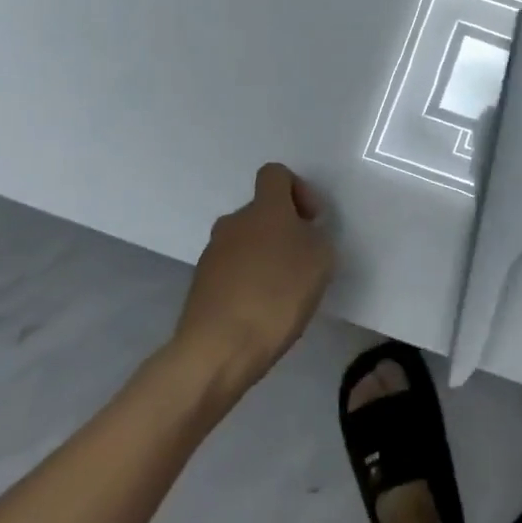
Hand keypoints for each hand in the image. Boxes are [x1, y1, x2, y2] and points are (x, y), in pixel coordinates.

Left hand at [173, 163, 335, 385]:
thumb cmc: (278, 294)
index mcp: (265, 208)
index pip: (275, 174)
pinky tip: (262, 310)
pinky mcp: (200, 285)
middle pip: (262, 211)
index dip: (298, 189)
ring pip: (246, 241)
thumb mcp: (320, 260)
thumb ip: (315, 237)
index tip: (311, 220)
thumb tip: (301, 235)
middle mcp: (234, 222)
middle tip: (304, 260)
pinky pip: (232, 270)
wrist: (219, 348)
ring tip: (284, 290)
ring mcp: (212, 253)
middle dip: (284, 228)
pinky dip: (249, 280)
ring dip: (265, 255)